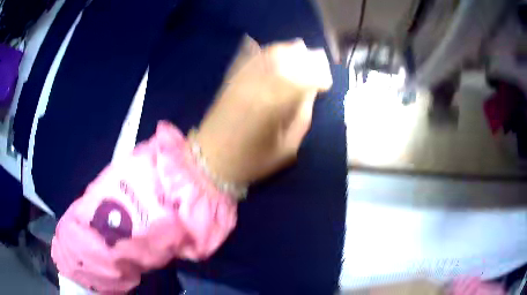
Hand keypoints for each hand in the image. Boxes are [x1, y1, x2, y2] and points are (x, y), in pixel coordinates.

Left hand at [194, 37, 331, 183]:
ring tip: (300, 53)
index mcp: (274, 103)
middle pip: (288, 58)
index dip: (320, 76)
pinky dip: (266, 51)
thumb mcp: (286, 148)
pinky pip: (251, 56)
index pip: (304, 77)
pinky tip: (276, 53)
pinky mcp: (231, 79)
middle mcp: (258, 83)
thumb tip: (310, 92)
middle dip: (307, 58)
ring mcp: (242, 78)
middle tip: (317, 64)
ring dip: (288, 50)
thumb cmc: (251, 160)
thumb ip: (301, 117)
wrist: (211, 160)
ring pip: (270, 53)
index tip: (326, 84)